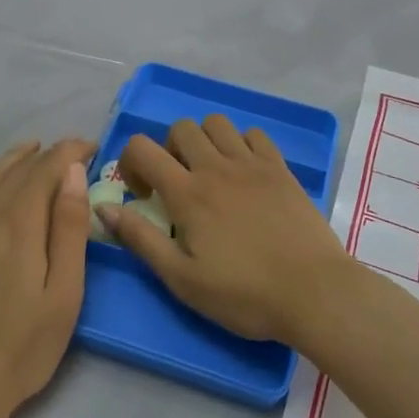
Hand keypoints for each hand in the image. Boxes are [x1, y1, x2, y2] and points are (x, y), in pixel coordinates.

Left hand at [0, 138, 94, 417]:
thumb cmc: (23, 346)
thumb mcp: (64, 292)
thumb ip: (69, 228)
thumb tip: (73, 173)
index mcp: (17, 221)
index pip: (46, 166)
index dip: (70, 151)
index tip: (91, 148)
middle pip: (15, 167)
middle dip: (45, 154)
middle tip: (68, 154)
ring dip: (11, 160)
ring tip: (30, 153)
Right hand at [103, 116, 355, 344]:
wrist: (314, 292)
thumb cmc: (244, 294)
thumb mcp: (182, 279)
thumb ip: (140, 239)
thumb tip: (104, 208)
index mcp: (188, 193)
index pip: (142, 148)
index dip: (131, 162)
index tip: (142, 195)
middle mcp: (216, 167)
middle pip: (180, 127)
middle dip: (168, 149)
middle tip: (177, 184)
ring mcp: (252, 163)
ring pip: (217, 123)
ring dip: (204, 140)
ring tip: (210, 174)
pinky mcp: (281, 168)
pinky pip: (254, 134)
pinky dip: (241, 144)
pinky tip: (244, 174)